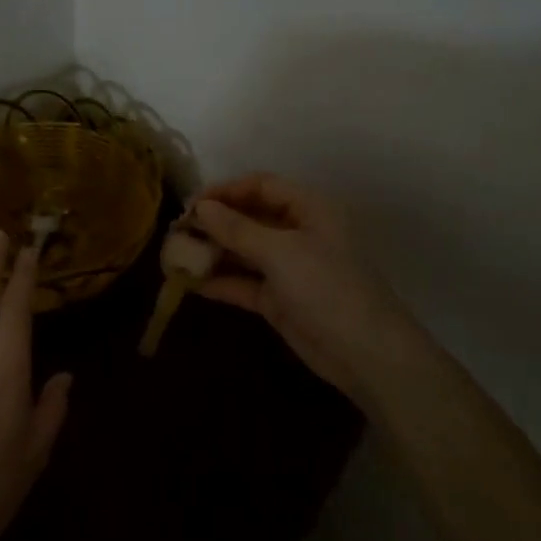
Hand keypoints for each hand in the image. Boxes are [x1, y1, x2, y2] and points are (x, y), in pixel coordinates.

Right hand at [190, 173, 429, 406]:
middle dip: (214, 223)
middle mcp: (298, 233)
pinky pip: (243, 283)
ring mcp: (288, 268)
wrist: (365, 354)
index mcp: (309, 209)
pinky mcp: (278, 299)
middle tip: (176, 231)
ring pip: (243, 251)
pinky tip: (189, 283)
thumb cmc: (327, 288)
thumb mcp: (280, 252)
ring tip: (175, 255)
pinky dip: (219, 281)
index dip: (226, 191)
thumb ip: (237, 229)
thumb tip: (200, 208)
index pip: (261, 186)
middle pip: (249, 217)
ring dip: (212, 252)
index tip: (190, 204)